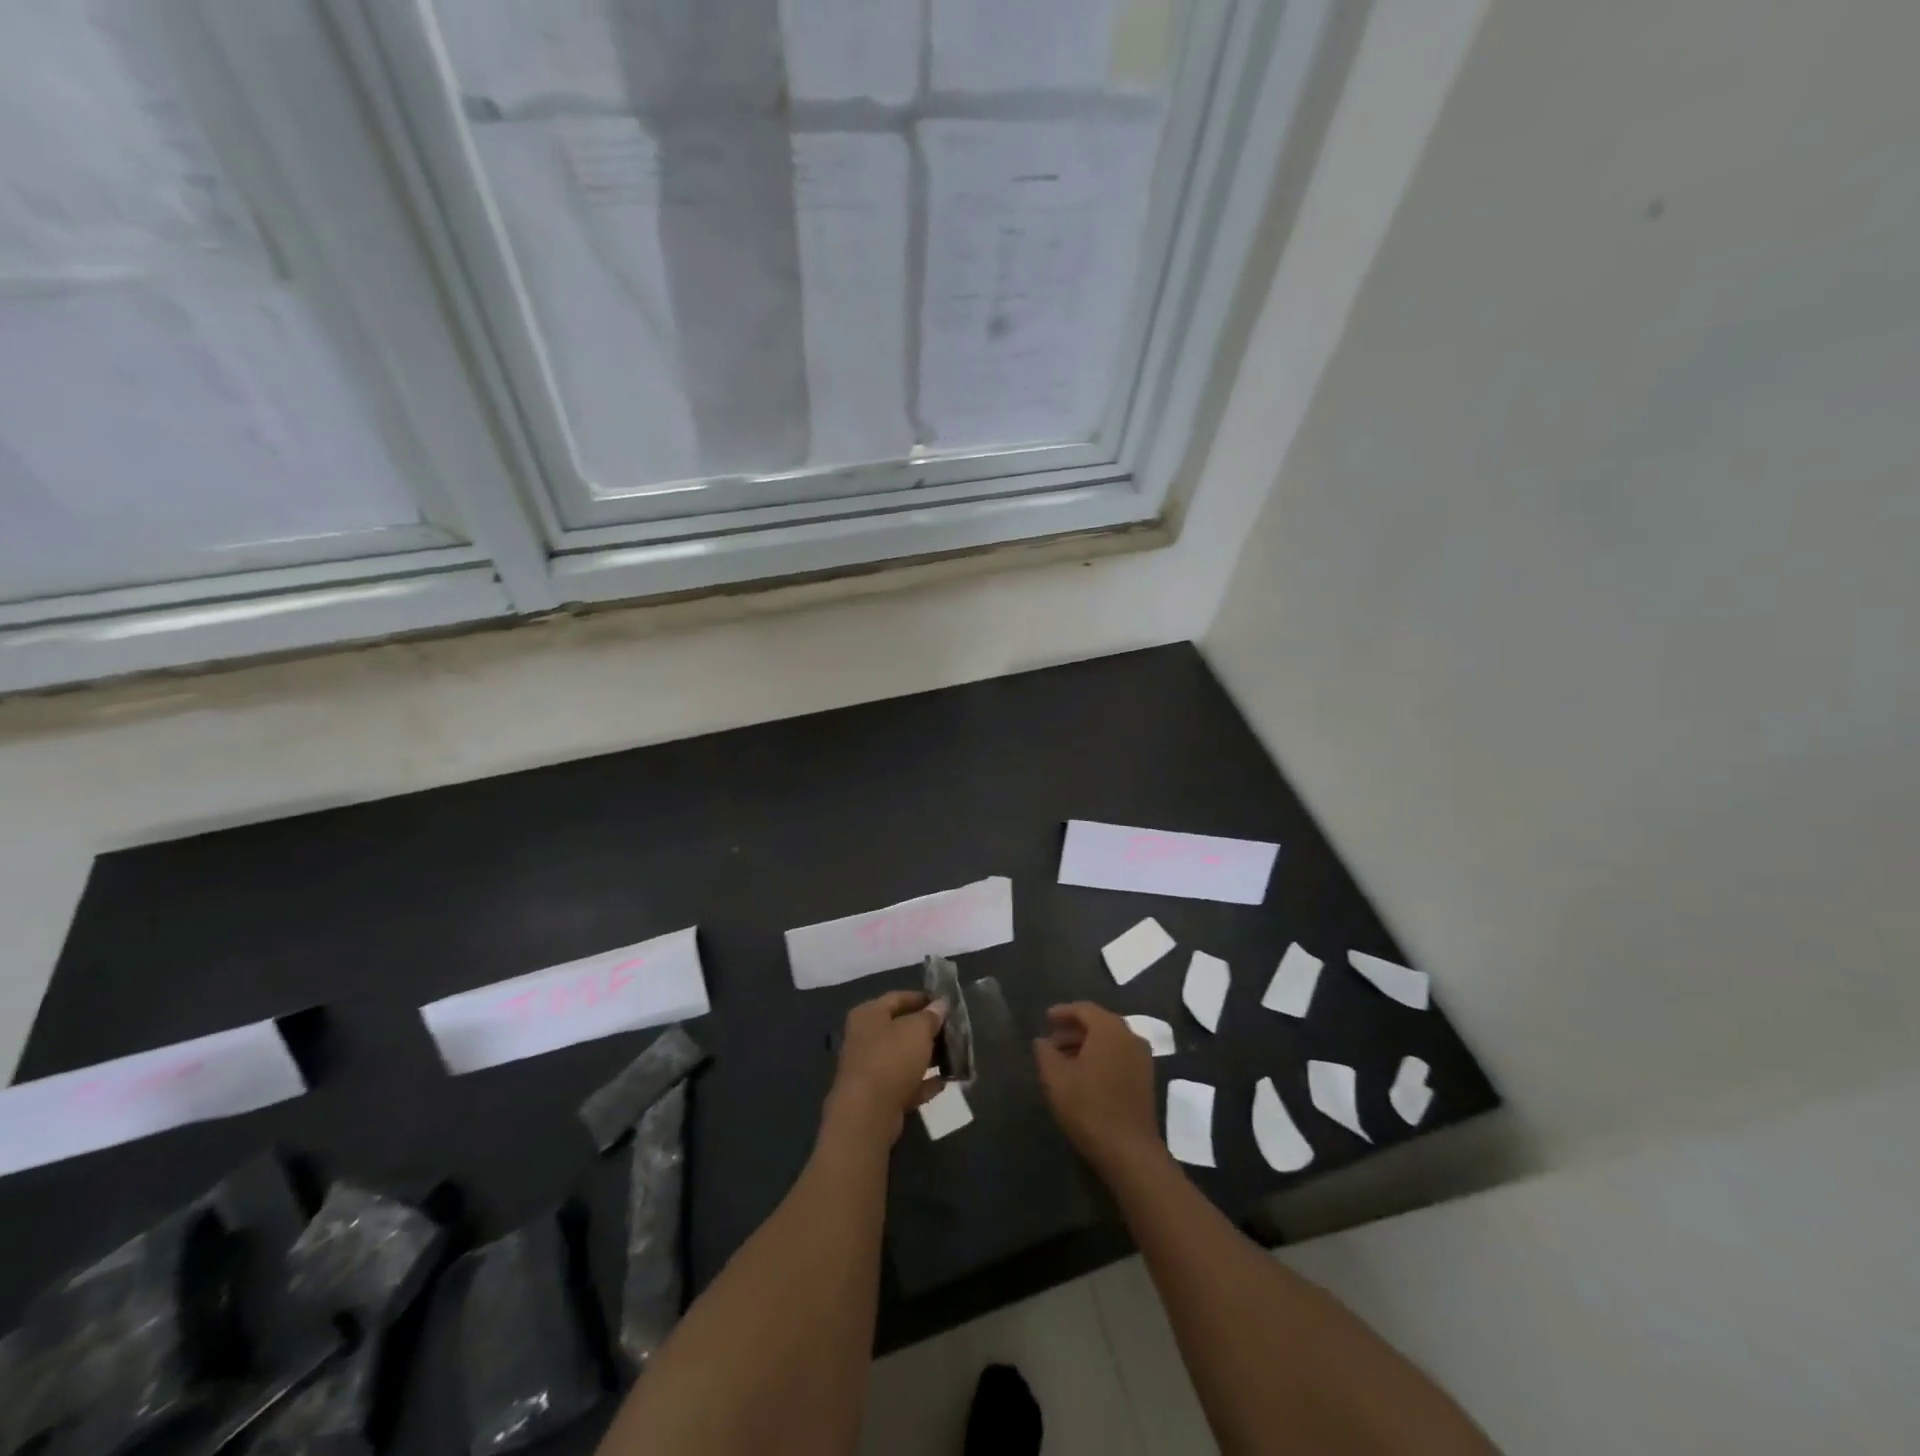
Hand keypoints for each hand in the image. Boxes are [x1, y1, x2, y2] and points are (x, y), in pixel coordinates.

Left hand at [825, 989, 946, 1144]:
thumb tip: (941, 1004)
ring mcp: (869, 1069)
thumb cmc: (891, 1058)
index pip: (898, 998)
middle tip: (953, 1032)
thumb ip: (931, 1016)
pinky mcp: (877, 1097)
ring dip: (927, 1058)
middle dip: (927, 1031)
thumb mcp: (917, 1029)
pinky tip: (944, 1082)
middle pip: (900, 1028)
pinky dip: (922, 1083)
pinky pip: (905, 1084)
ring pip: (903, 1058)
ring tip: (953, 1057)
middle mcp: (864, 1038)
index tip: (946, 1004)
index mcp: (868, 1015)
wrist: (868, 1113)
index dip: (923, 999)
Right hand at [1034, 1002, 1164, 1176]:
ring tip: (1064, 1059)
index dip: (1063, 1012)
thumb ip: (1045, 1053)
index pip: (1084, 1009)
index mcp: (1109, 1029)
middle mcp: (1130, 1036)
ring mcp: (1142, 1058)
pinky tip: (1085, 1074)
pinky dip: (1101, 1056)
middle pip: (1099, 1023)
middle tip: (1052, 1039)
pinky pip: (1120, 1055)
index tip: (1045, 1019)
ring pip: (1110, 1040)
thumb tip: (1042, 1041)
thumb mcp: (1056, 1078)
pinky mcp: (1146, 1079)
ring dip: (1087, 1044)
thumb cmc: (1089, 1108)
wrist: (1130, 1151)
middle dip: (1074, 1029)